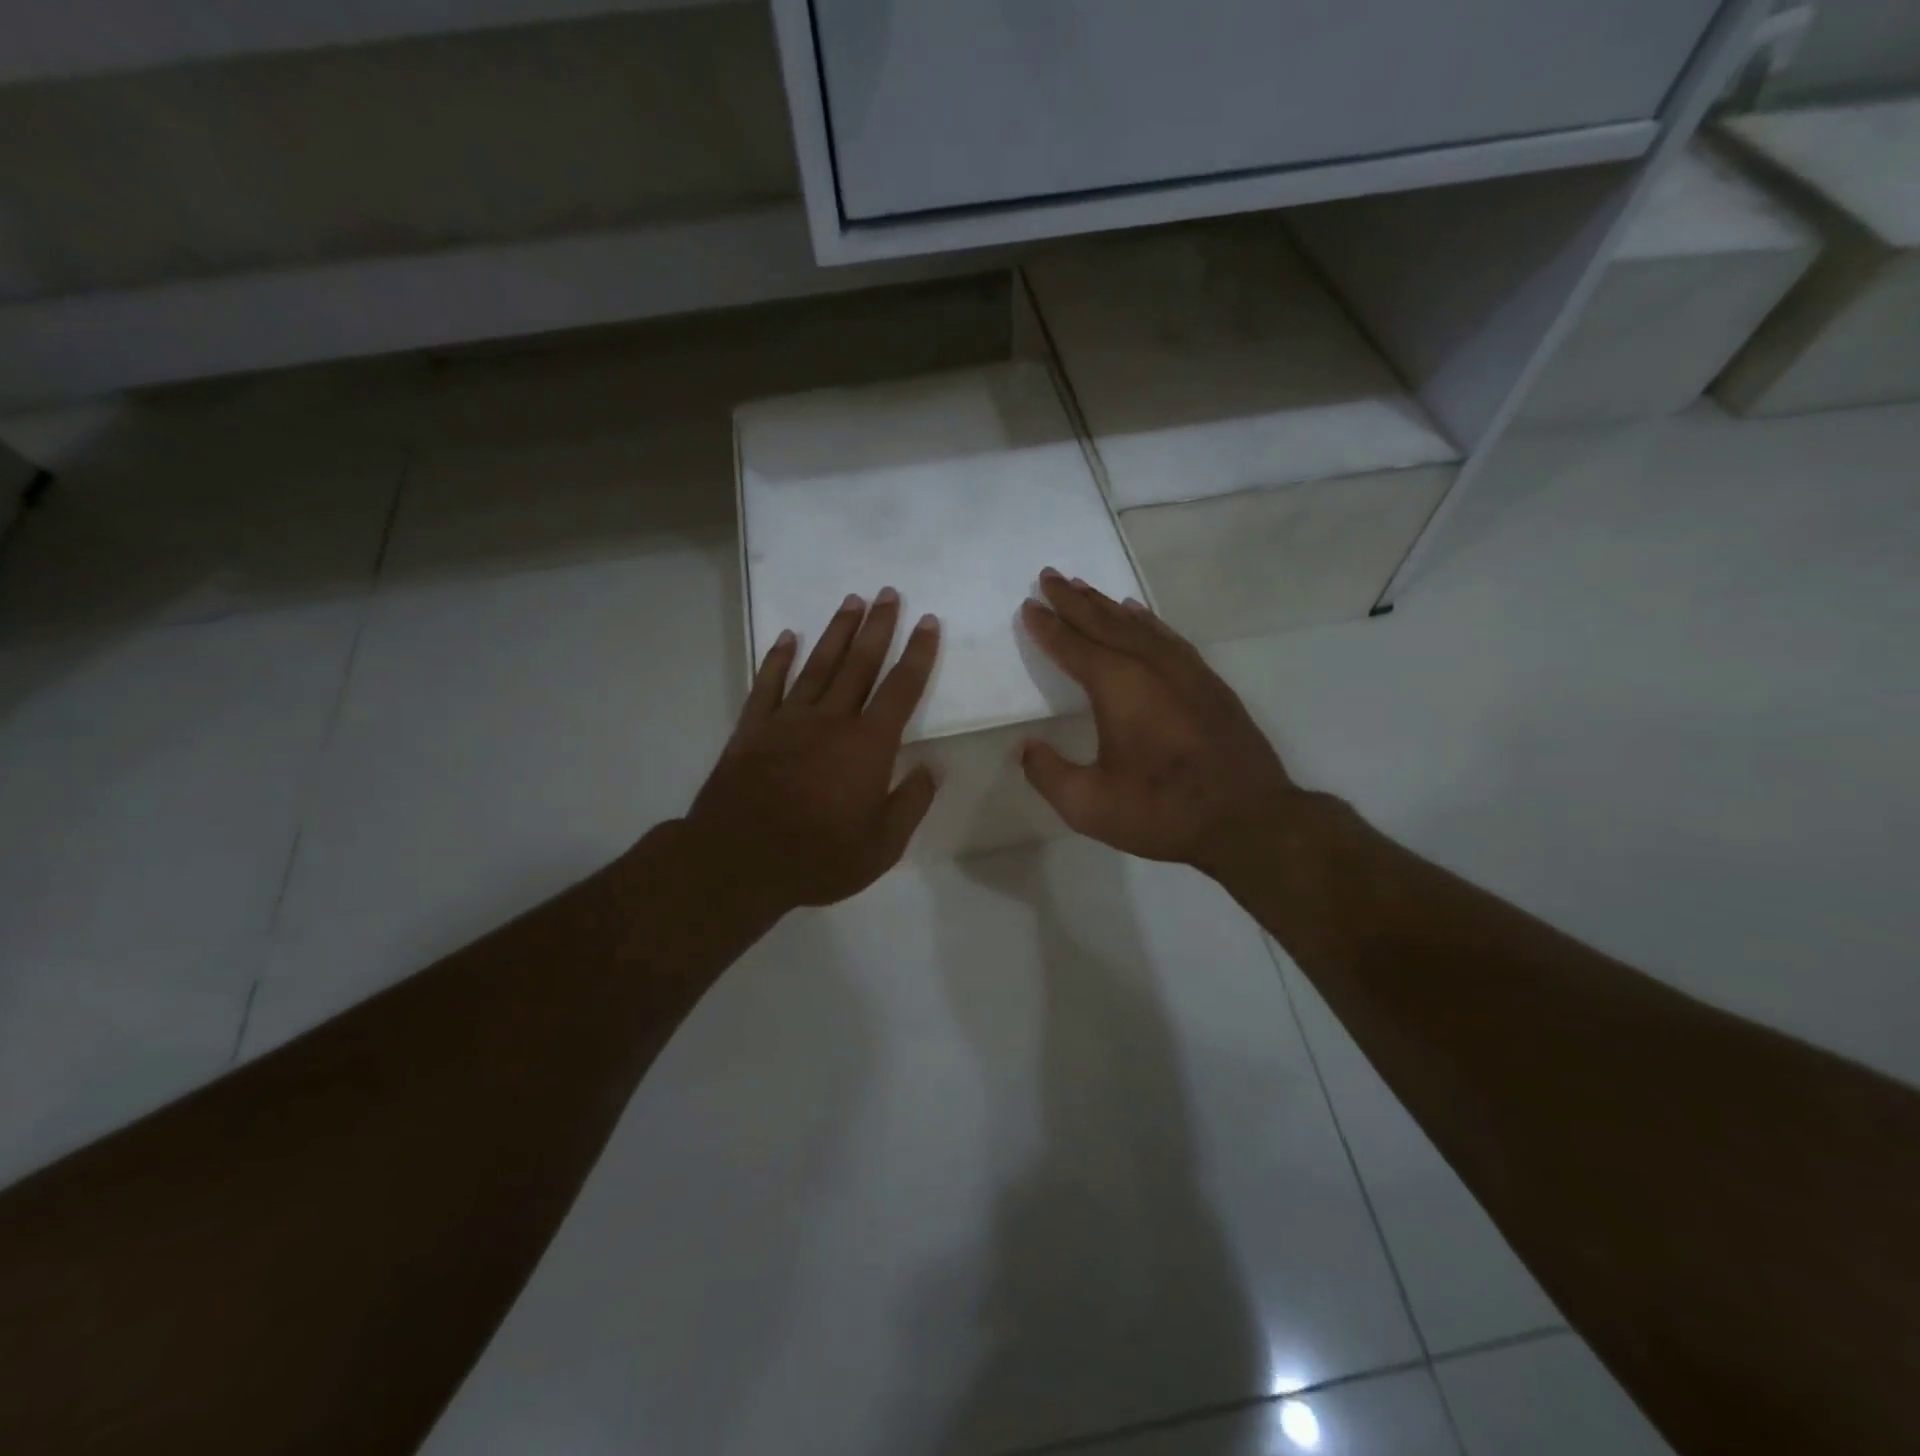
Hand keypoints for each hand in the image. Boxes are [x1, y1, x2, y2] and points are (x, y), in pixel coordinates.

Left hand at [685, 588, 940, 913]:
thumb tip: (932, 768)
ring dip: (837, 632)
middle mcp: (831, 720)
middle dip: (879, 627)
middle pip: (860, 664)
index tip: (928, 622)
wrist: (738, 860)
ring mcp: (788, 720)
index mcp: (868, 745)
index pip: (901, 689)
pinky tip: (787, 637)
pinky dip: (778, 659)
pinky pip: (768, 685)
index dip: (918, 654)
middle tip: (889, 592)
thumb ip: (910, 803)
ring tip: (852, 601)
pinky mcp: (753, 729)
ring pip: (818, 665)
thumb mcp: (882, 845)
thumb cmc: (818, 857)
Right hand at [1019, 570, 1302, 874]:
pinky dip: (1146, 620)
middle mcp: (1149, 665)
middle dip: (1073, 600)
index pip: (1072, 646)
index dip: (1047, 626)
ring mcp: (1184, 669)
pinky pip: (1167, 636)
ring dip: (1106, 605)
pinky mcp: (1208, 681)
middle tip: (1049, 576)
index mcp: (1117, 686)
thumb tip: (1024, 747)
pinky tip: (1137, 614)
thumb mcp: (1089, 805)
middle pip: (1103, 622)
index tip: (1028, 605)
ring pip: (1137, 624)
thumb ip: (1048, 773)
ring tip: (1084, 587)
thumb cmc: (1162, 810)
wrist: (1248, 818)